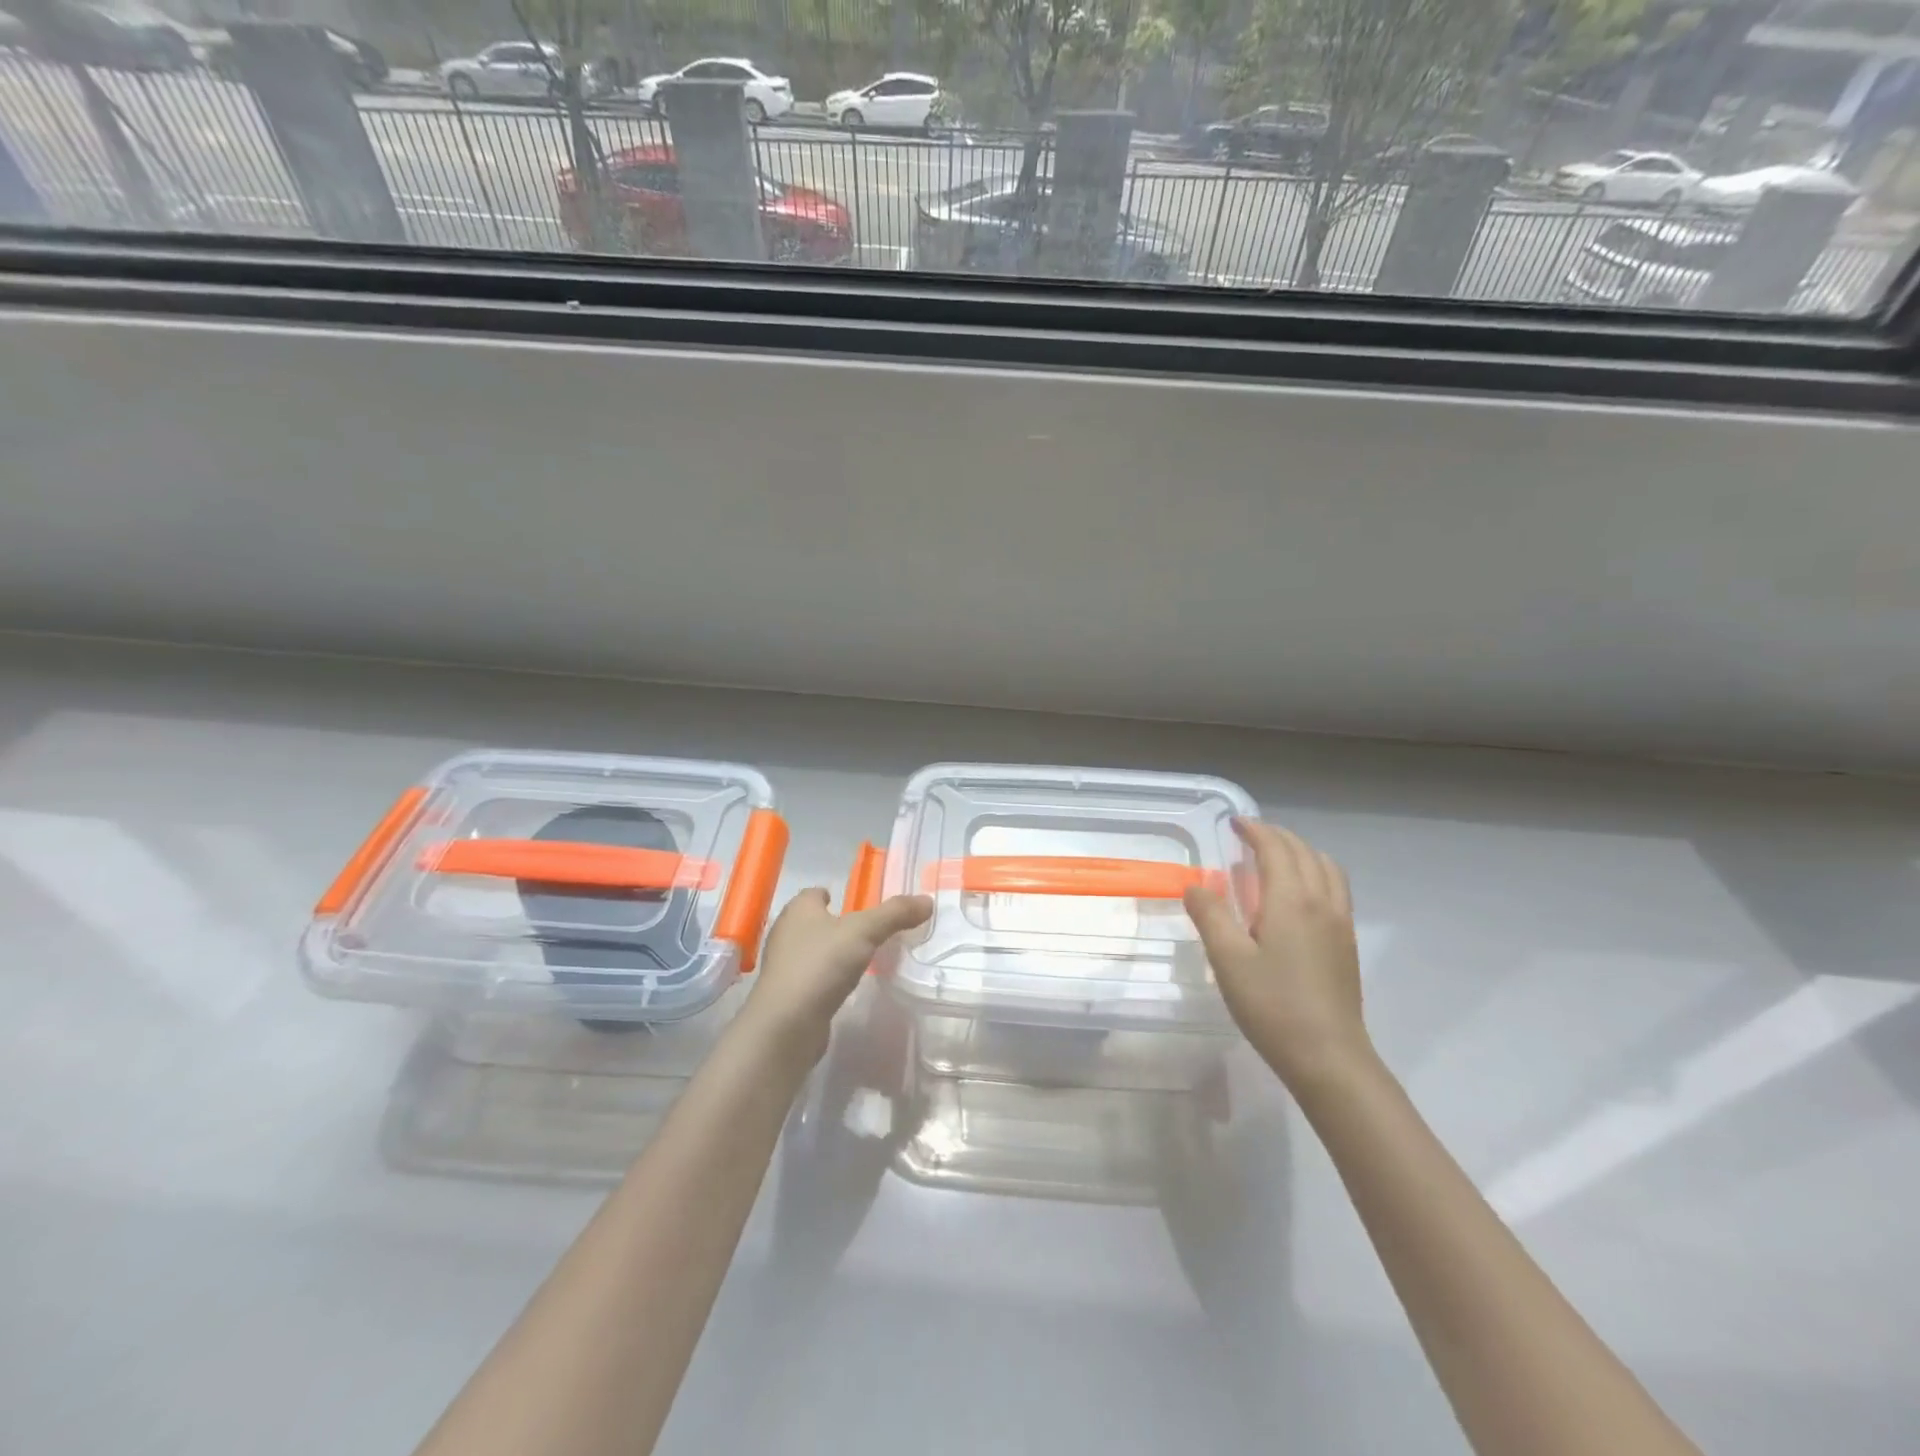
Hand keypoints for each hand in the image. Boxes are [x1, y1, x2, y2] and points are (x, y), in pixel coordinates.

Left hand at [738, 887, 932, 1061]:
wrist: (787, 1025)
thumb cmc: (821, 964)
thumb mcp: (865, 932)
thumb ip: (895, 914)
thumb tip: (928, 900)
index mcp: (799, 909)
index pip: (814, 893)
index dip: (832, 894)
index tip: (856, 903)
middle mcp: (786, 933)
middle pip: (814, 921)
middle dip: (837, 924)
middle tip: (869, 930)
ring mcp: (784, 966)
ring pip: (813, 950)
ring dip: (833, 952)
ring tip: (862, 958)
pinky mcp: (788, 995)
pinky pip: (812, 977)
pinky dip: (828, 978)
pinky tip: (846, 985)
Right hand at [1184, 819, 1370, 1089]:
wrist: (1329, 1057)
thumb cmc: (1272, 1005)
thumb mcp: (1228, 959)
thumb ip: (1210, 915)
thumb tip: (1195, 885)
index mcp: (1291, 899)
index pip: (1275, 848)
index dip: (1255, 830)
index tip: (1235, 823)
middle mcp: (1321, 901)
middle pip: (1303, 852)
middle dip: (1277, 836)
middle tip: (1249, 836)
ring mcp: (1340, 922)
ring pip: (1326, 867)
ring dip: (1300, 851)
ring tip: (1276, 858)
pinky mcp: (1346, 942)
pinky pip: (1335, 887)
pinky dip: (1316, 871)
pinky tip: (1298, 894)